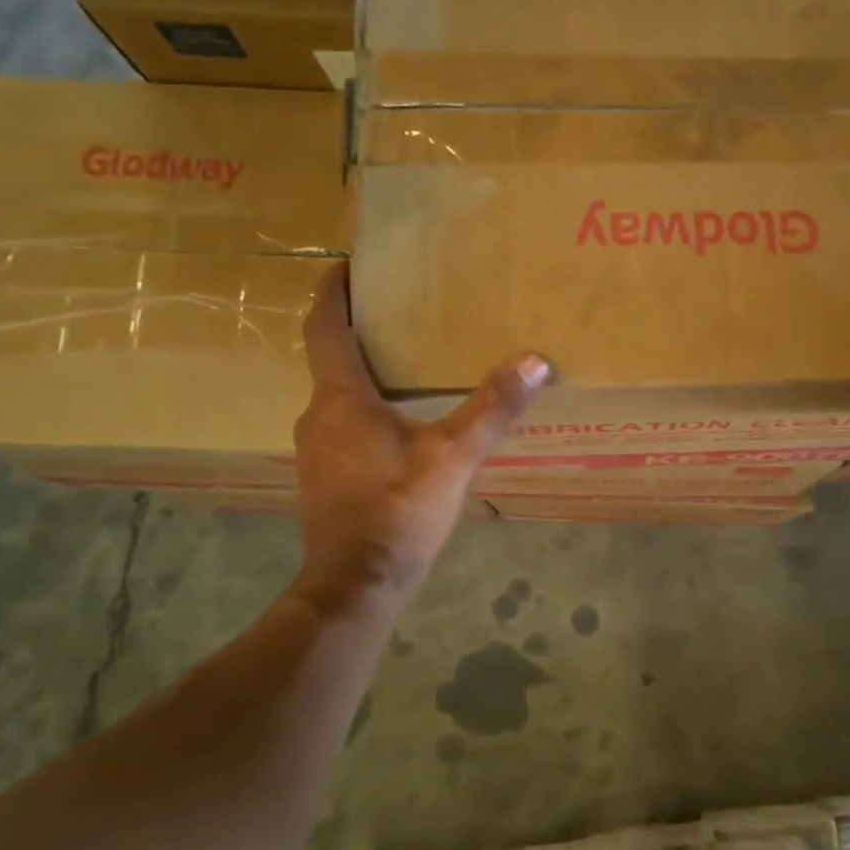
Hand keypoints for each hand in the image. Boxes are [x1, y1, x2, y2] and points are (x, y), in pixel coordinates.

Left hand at [290, 263, 549, 612]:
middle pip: (330, 358)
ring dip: (361, 373)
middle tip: (397, 312)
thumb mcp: (453, 457)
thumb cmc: (397, 511)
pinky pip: (339, 424)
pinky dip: (362, 408)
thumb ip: (492, 408)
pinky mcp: (322, 475)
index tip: (346, 265)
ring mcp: (313, 449)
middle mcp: (316, 415)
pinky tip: (397, 423)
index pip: (325, 327)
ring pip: (335, 394)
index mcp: (340, 398)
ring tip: (404, 363)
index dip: (332, 292)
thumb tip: (535, 362)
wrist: (355, 584)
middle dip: (357, 330)